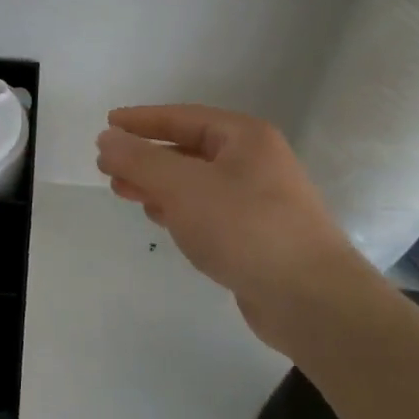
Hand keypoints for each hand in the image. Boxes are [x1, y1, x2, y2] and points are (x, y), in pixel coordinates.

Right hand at [96, 104, 372, 352]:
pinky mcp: (256, 235)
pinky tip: (158, 217)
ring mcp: (258, 200)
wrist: (311, 300)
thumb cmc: (245, 228)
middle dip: (145, 157)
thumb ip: (140, 160)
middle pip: (188, 150)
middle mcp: (254, 162)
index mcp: (244, 138)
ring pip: (195, 182)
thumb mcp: (183, 187)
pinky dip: (178, 209)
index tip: (108, 123)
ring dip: (157, 184)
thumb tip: (107, 138)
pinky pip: (207, 210)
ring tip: (123, 191)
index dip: (142, 120)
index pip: (182, 118)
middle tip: (107, 166)